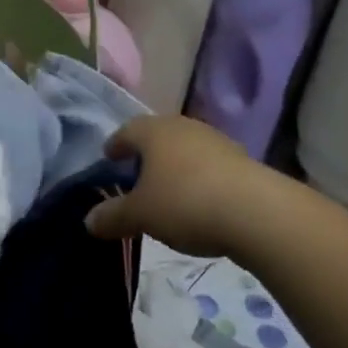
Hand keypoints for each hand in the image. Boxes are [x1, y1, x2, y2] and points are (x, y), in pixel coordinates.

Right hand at [85, 114, 265, 258]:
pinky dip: (200, 179)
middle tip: (136, 175)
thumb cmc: (185, 203)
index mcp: (153, 131)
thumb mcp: (140, 215)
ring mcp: (217, 141)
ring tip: (168, 191)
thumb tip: (89, 221)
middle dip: (146, 154)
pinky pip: (210, 166)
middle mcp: (184, 127)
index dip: (115, 145)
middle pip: (158, 136)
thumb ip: (113, 216)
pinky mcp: (243, 161)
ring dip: (175, 166)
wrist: (259, 213)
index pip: (126, 130)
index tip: (109, 158)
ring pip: (186, 149)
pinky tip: (200, 201)